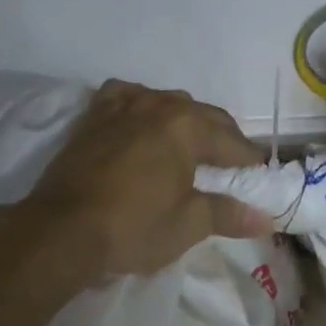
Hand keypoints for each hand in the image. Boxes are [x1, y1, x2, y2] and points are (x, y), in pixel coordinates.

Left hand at [17, 80, 274, 279]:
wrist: (61, 229)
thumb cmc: (132, 227)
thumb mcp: (187, 225)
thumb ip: (227, 214)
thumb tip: (264, 218)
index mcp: (187, 127)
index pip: (232, 142)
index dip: (249, 161)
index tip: (259, 176)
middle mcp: (158, 105)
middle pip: (203, 116)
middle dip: (222, 138)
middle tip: (231, 165)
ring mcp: (122, 106)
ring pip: (165, 102)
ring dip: (184, 120)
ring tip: (189, 144)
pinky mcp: (94, 116)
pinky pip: (125, 96)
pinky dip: (140, 104)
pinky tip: (141, 117)